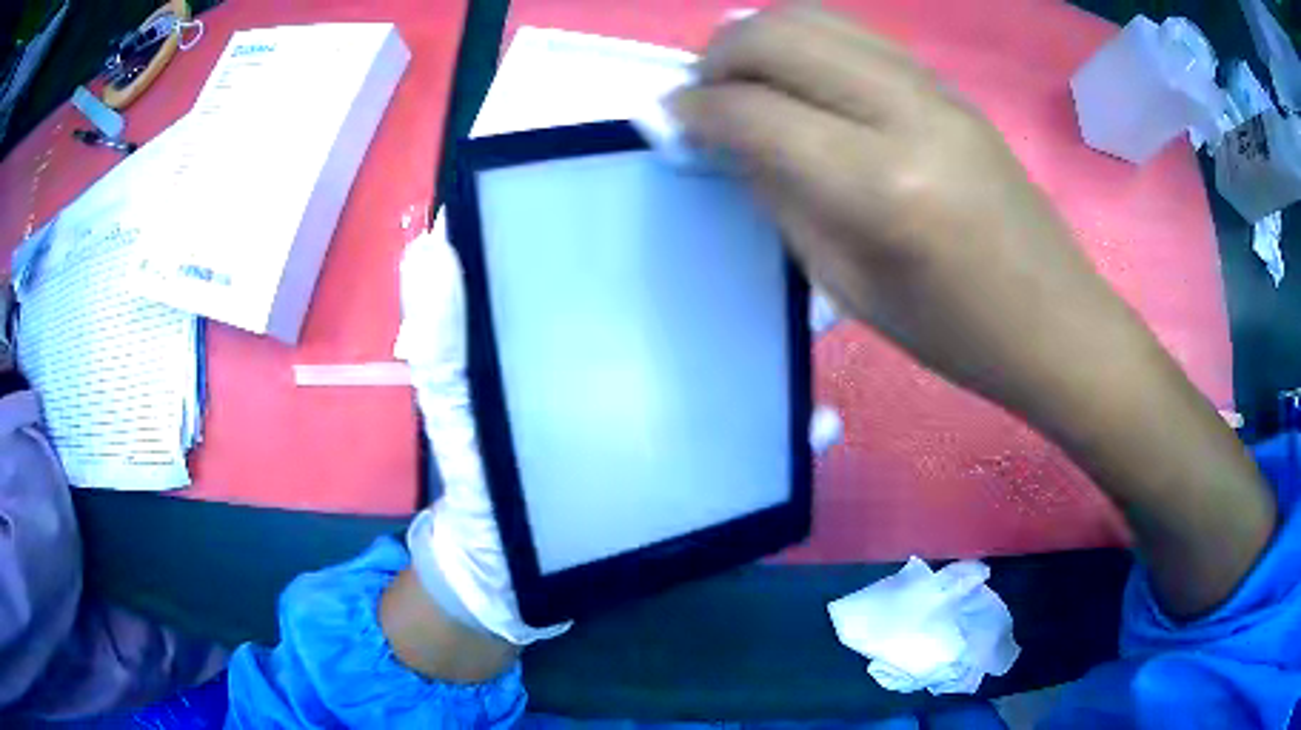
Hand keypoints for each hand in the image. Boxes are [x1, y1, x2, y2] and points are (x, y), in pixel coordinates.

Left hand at [390, 210, 843, 665]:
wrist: (515, 578)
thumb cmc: (479, 487)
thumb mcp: (455, 409)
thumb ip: (443, 342)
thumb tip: (432, 245)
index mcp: (578, 329)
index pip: (622, 248)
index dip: (656, 199)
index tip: (698, 162)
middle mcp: (639, 354)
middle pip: (702, 294)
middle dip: (748, 262)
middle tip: (787, 243)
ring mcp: (677, 409)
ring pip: (742, 358)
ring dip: (784, 335)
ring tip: (820, 317)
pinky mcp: (699, 462)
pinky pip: (754, 441)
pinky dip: (789, 432)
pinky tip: (815, 424)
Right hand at [671, 6, 1274, 616]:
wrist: (1054, 320)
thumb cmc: (954, 332)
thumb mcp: (848, 284)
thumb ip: (779, 195)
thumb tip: (724, 139)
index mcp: (880, 184)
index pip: (754, 110)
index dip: (695, 110)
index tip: (669, 121)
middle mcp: (904, 111)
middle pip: (777, 34)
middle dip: (718, 56)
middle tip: (702, 95)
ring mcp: (933, 87)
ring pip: (815, 16)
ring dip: (760, 38)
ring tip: (743, 82)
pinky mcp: (948, 84)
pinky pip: (855, 34)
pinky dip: (808, 42)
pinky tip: (800, 80)